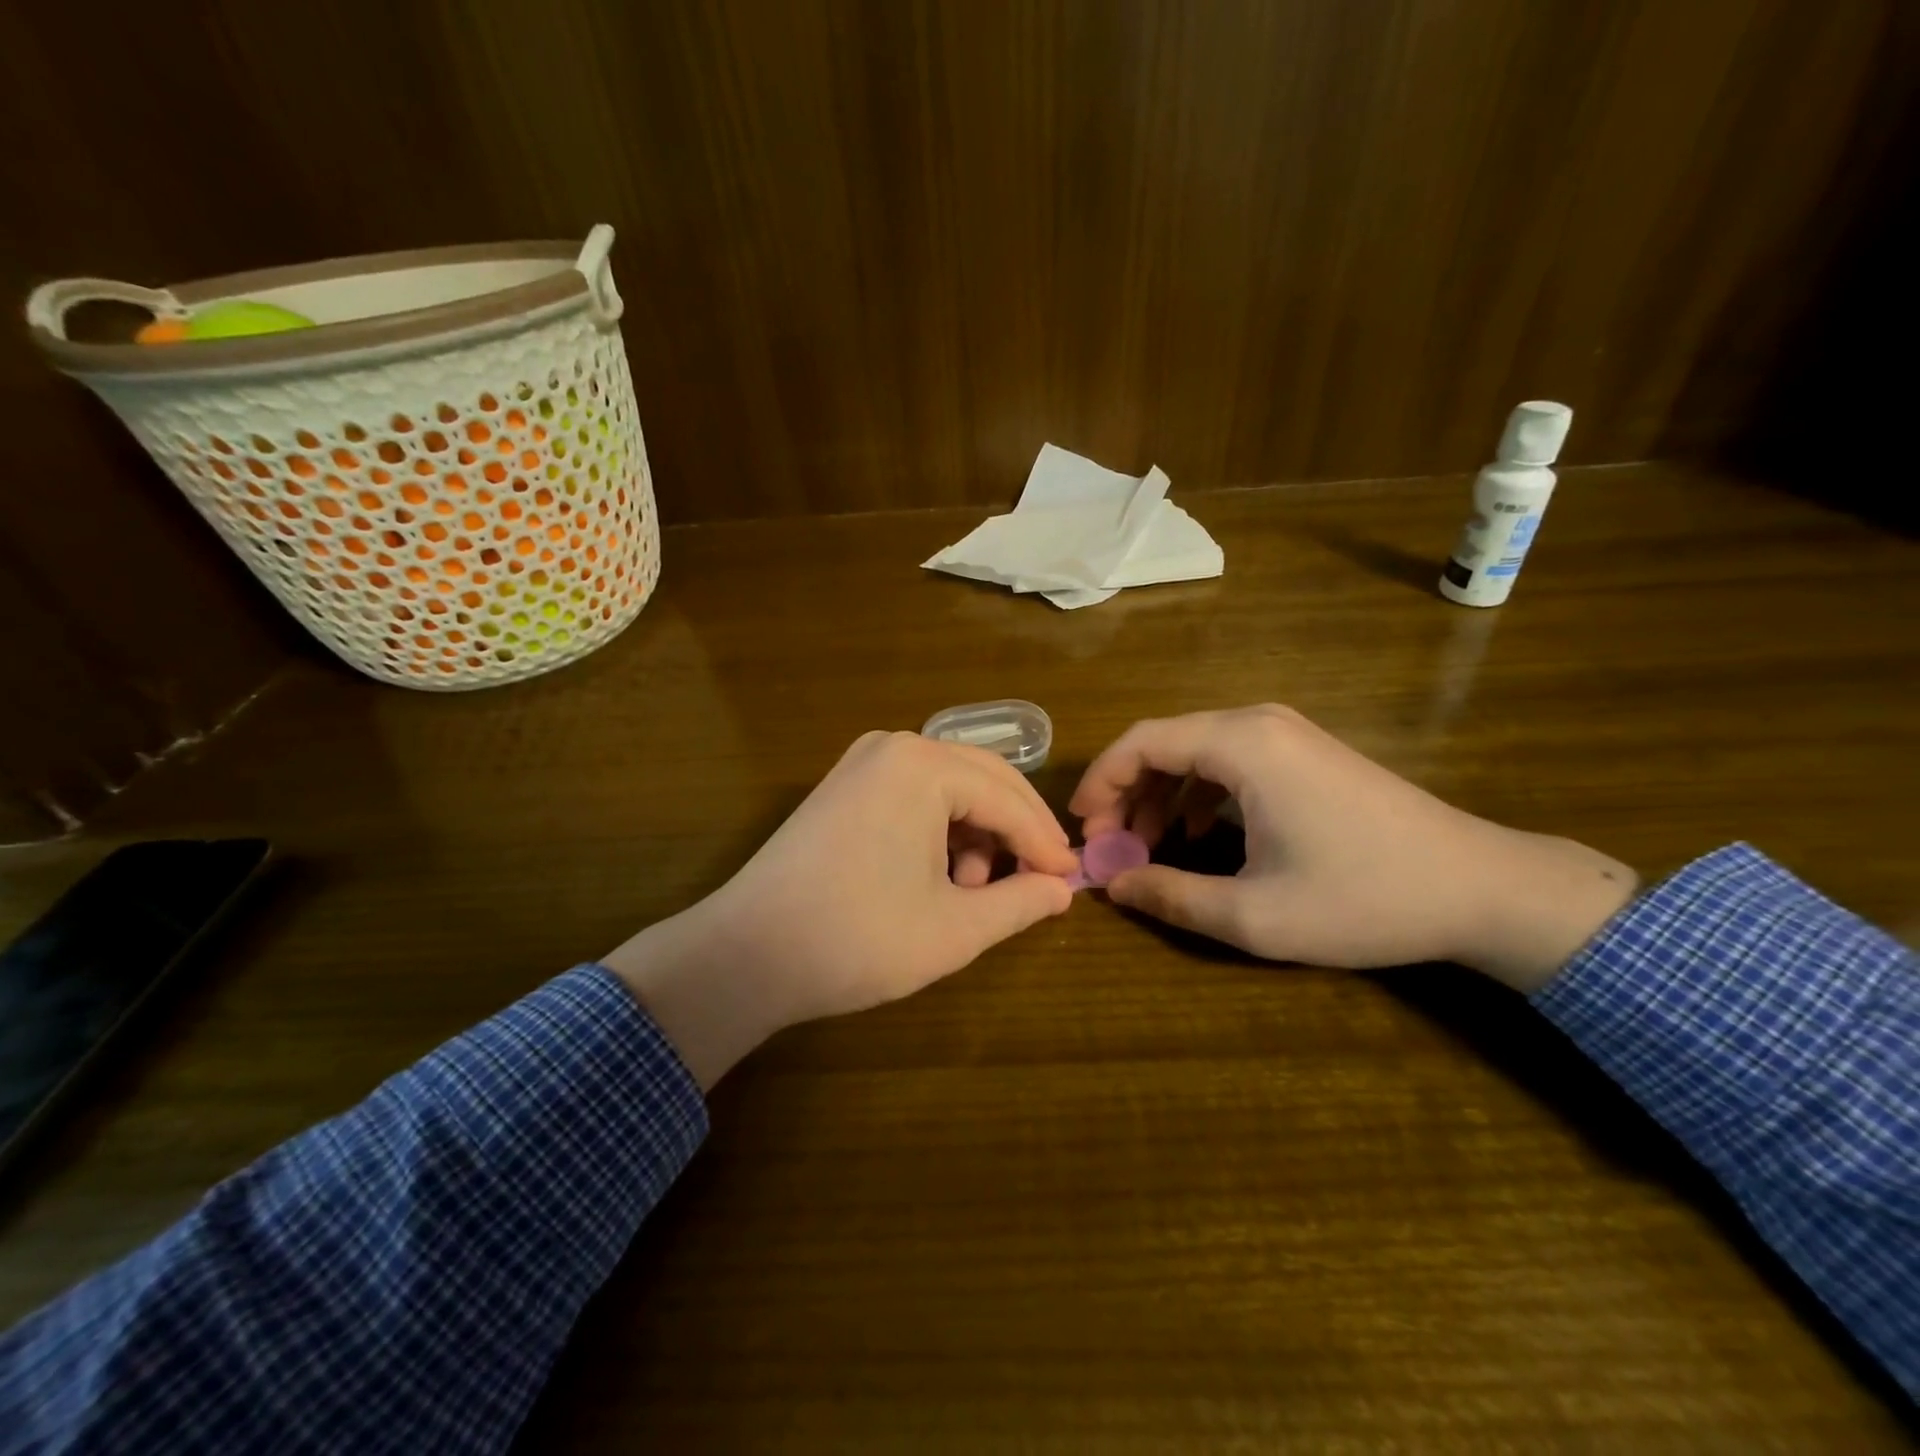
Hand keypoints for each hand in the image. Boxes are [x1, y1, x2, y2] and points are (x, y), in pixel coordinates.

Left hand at [604, 731, 1077, 1086]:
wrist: (747, 954)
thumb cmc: (859, 939)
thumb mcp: (954, 928)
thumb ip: (1019, 903)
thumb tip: (1061, 891)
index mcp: (923, 765)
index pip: (1009, 799)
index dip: (1044, 843)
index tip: (1071, 882)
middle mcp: (894, 747)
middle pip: (983, 779)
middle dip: (1016, 830)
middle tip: (1043, 878)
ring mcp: (862, 763)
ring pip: (948, 787)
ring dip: (976, 832)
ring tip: (976, 890)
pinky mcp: (842, 787)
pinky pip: (913, 795)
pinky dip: (939, 829)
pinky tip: (938, 876)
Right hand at [1070, 704, 1637, 991]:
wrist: (1481, 887)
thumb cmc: (1364, 898)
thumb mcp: (1255, 914)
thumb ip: (1171, 897)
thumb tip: (1113, 887)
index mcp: (1241, 744)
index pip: (1140, 742)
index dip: (1100, 783)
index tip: (1083, 830)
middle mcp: (1258, 723)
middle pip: (1164, 743)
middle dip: (1126, 794)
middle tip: (1110, 848)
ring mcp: (1286, 734)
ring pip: (1194, 751)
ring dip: (1159, 796)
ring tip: (1146, 849)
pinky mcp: (1303, 753)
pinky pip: (1227, 761)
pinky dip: (1197, 794)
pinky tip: (1197, 837)